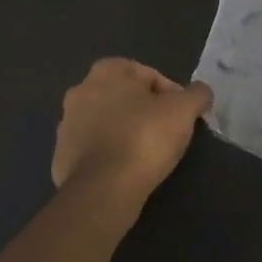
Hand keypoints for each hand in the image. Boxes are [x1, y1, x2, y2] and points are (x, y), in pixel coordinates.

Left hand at [52, 58, 212, 199]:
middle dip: (145, 110)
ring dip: (125, 131)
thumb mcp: (184, 110)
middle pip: (124, 97)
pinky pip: (94, 148)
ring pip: (106, 122)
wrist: (102, 189)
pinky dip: (110, 154)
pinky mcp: (61, 156)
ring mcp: (66, 124)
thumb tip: (200, 92)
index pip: (147, 74)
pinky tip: (127, 169)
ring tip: (148, 154)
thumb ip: (197, 94)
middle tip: (167, 131)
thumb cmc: (144, 138)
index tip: (183, 115)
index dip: (171, 93)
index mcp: (106, 72)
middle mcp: (80, 91)